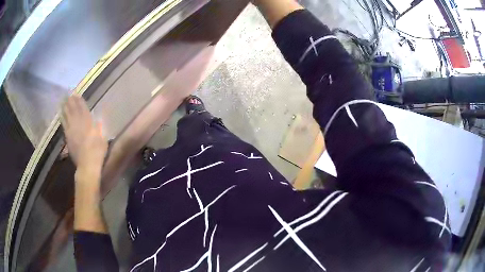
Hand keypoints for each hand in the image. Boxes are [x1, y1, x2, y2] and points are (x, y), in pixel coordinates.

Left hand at [61, 95, 107, 171]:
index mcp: (88, 123)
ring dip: (66, 107)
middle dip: (71, 102)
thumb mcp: (103, 139)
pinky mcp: (68, 137)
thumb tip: (98, 121)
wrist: (87, 165)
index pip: (83, 109)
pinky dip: (62, 118)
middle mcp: (79, 124)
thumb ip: (99, 128)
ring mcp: (72, 130)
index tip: (77, 95)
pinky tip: (61, 114)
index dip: (80, 101)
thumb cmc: (97, 152)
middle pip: (74, 110)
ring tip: (64, 101)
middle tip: (69, 95)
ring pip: (68, 116)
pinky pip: (64, 124)